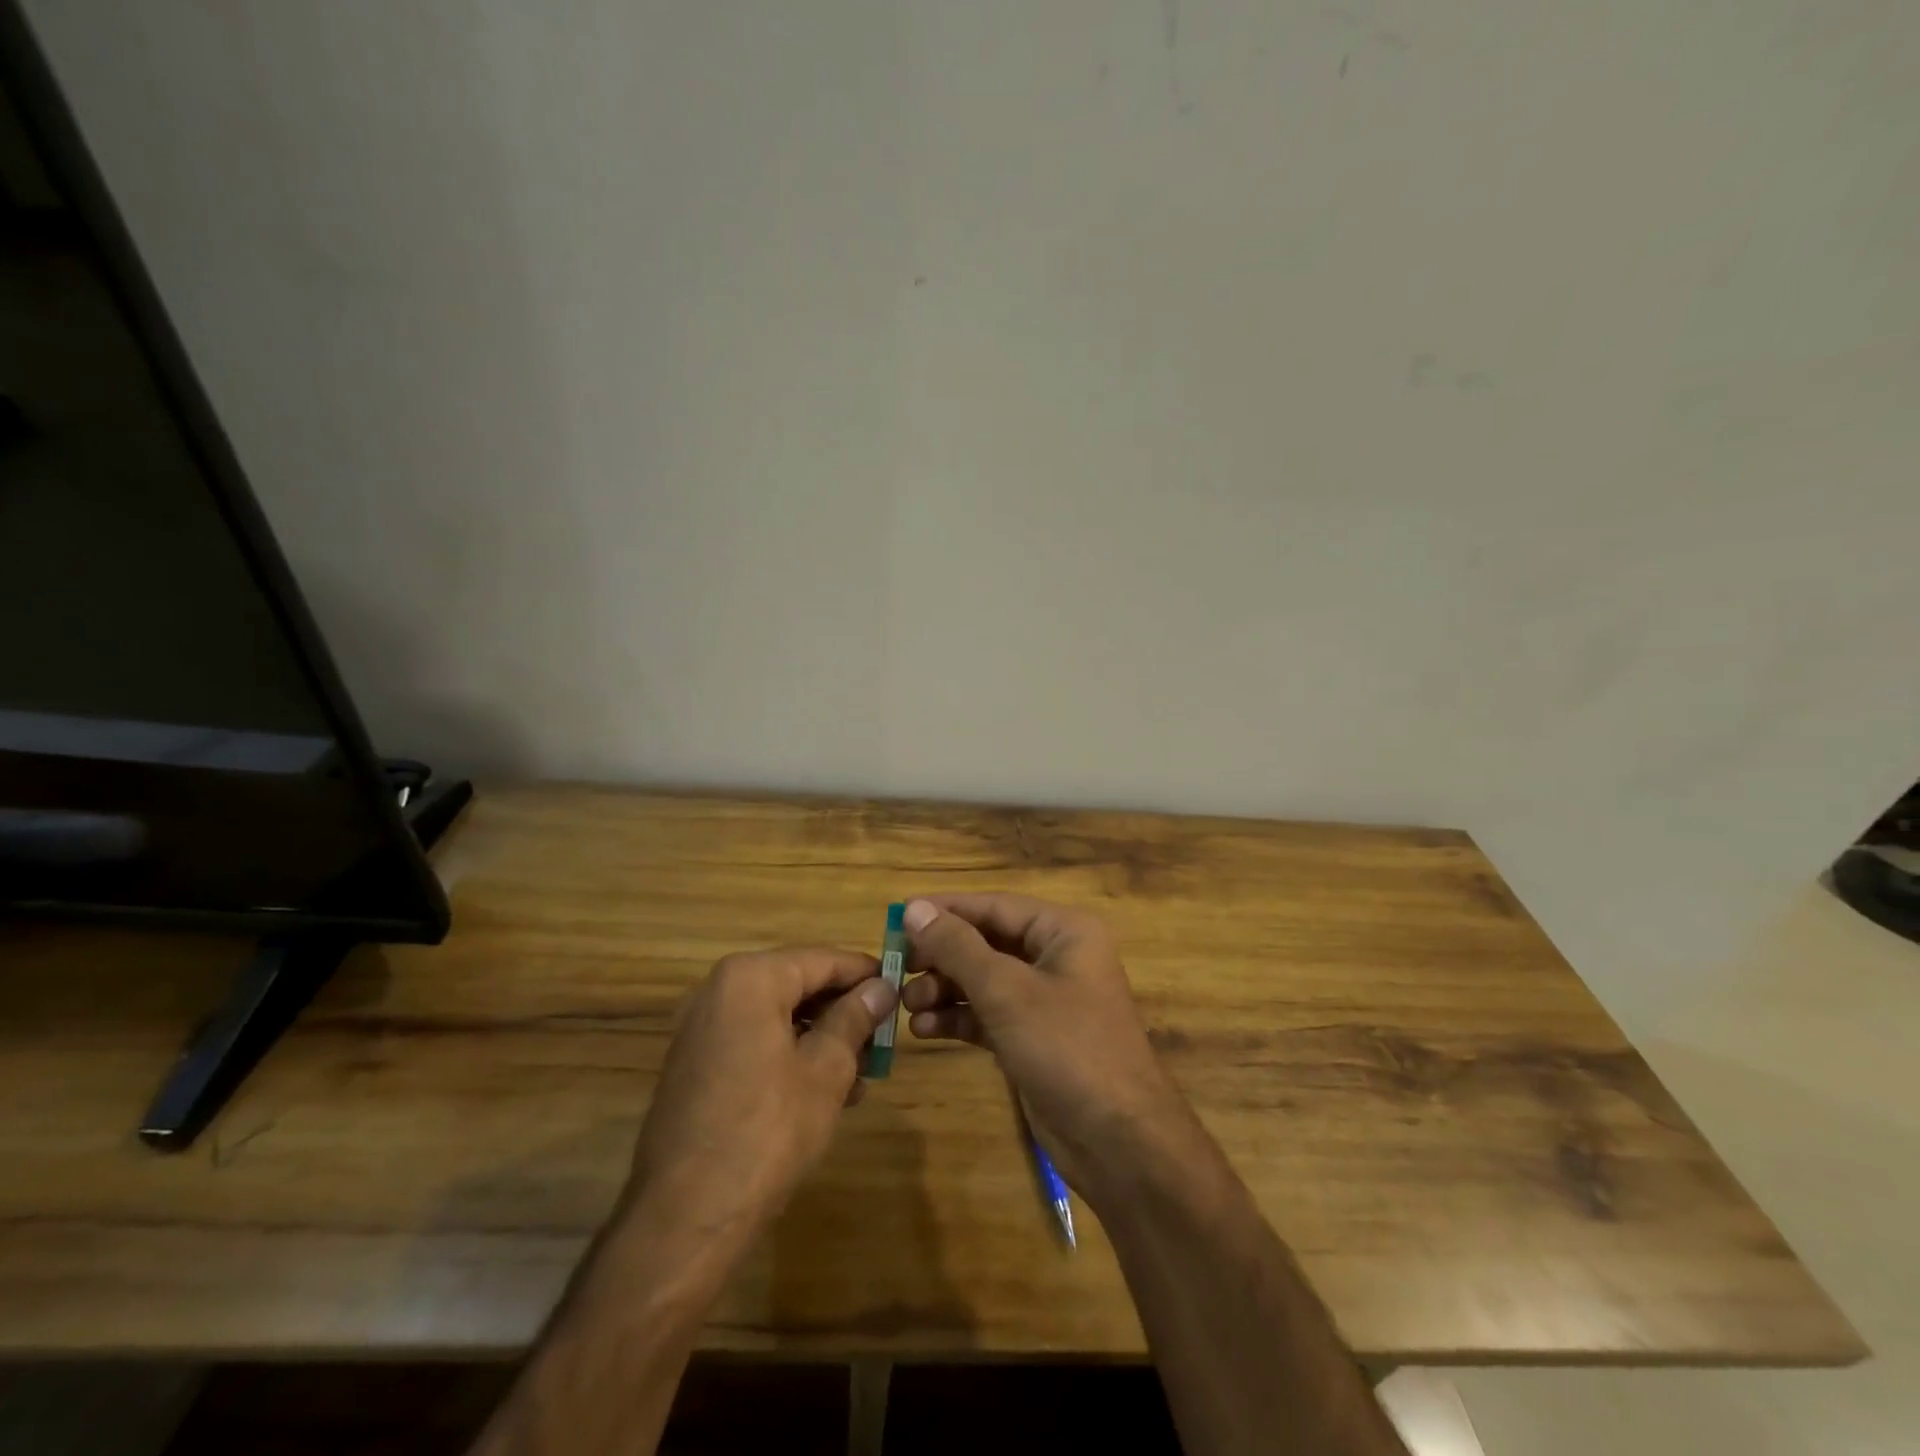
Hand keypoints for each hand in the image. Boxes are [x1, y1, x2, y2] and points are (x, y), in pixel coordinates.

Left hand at [624, 947, 896, 1243]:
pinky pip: (755, 1040)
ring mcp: (702, 1028)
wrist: (684, 1219)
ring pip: (778, 1015)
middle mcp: (718, 990)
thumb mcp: (826, 1071)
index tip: (901, 988)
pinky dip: (790, 1054)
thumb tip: (882, 986)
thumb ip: (855, 1018)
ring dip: (821, 1037)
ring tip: (862, 1073)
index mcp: (750, 979)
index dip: (866, 973)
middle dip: (844, 1010)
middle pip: (798, 984)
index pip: (823, 959)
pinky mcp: (696, 1064)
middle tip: (883, 1037)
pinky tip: (825, 1091)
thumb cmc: (767, 1132)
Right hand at [899, 896, 1193, 1197]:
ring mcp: (1046, 1001)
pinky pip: (989, 1015)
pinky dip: (959, 1019)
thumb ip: (958, 947)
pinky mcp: (1035, 1038)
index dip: (945, 911)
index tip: (897, 918)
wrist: (1119, 1141)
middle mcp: (1056, 957)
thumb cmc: (1067, 1047)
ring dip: (945, 990)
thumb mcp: (1007, 991)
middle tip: (897, 968)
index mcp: (1063, 931)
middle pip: (986, 943)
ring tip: (907, 1005)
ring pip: (984, 981)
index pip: (993, 906)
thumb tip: (915, 908)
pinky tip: (925, 1030)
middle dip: (942, 956)